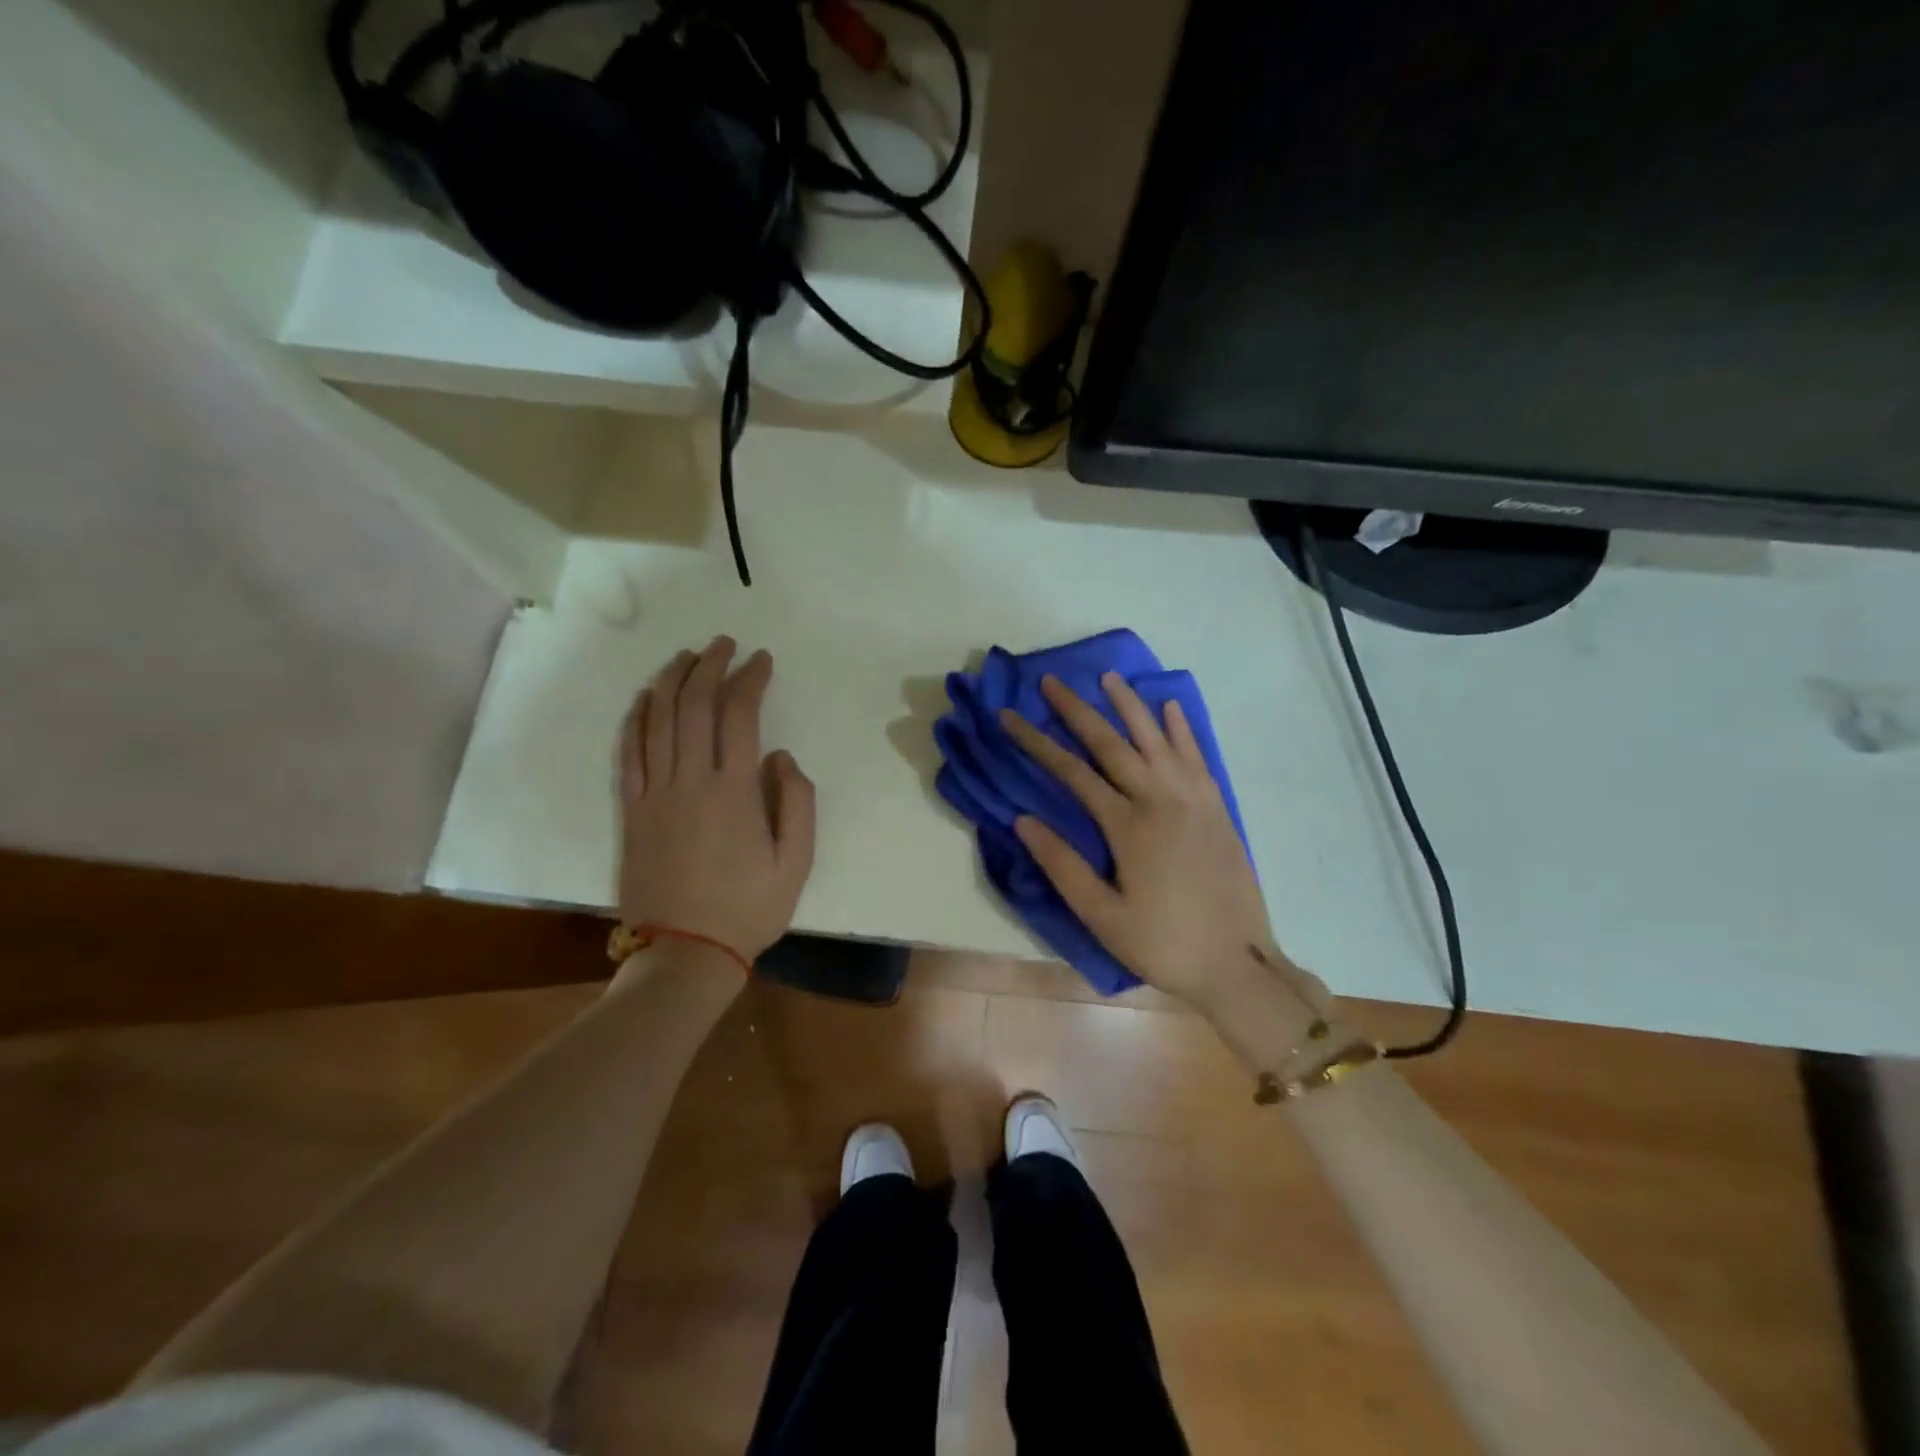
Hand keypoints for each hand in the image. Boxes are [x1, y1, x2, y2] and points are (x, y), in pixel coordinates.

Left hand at [617, 637, 815, 963]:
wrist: (686, 953)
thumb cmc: (749, 909)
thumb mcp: (797, 862)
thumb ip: (797, 802)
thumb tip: (780, 757)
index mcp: (734, 791)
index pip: (739, 715)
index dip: (750, 679)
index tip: (762, 660)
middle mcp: (690, 780)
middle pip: (694, 705)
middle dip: (710, 666)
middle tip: (724, 644)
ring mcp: (654, 793)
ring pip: (657, 720)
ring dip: (671, 681)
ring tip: (686, 656)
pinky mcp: (631, 810)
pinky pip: (628, 752)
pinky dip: (636, 719)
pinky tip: (645, 699)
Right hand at [999, 673, 1277, 1008]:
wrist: (1238, 964)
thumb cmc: (1163, 944)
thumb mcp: (1102, 916)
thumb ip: (1062, 866)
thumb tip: (1022, 820)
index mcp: (1128, 826)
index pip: (1072, 772)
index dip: (1037, 742)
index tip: (1009, 717)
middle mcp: (1161, 800)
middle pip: (1112, 743)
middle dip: (1077, 710)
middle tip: (1051, 681)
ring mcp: (1194, 799)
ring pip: (1157, 738)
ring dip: (1130, 705)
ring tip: (1108, 677)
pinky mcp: (1218, 807)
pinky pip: (1196, 756)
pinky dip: (1181, 728)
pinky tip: (1170, 708)